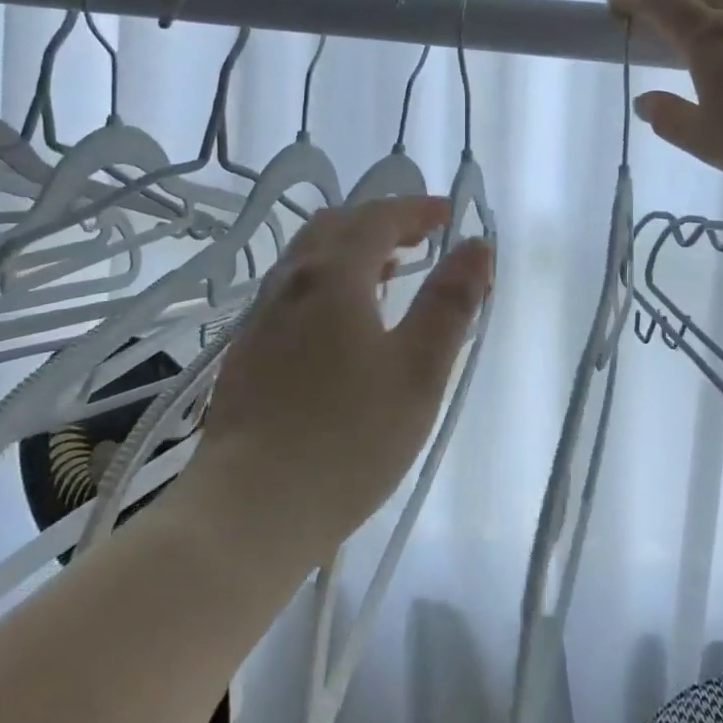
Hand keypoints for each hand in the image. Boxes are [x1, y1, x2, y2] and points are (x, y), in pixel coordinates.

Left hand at [187, 196, 493, 564]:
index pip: (376, 219)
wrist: (248, 512)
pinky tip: (344, 325)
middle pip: (334, 229)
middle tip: (419, 239)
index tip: (447, 214)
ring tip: (388, 274)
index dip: (414, 210)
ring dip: (351, 252)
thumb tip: (477, 247)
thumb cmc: (348, 439)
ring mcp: (259, 320)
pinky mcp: (245, 355)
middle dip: (380, 223)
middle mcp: (288, 285)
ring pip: (307, 261)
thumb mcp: (419, 371)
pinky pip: (291, 293)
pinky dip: (327, 283)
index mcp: (332, 277)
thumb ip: (450, 303)